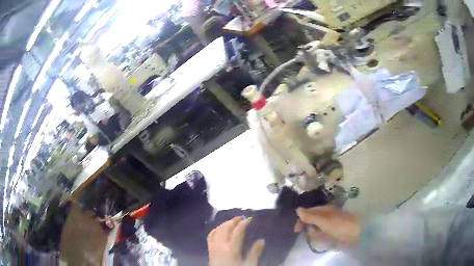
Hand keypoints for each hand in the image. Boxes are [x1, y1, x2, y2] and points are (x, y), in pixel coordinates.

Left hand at [208, 216, 264, 265]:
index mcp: (231, 248)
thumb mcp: (249, 264)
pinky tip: (219, 229)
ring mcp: (213, 247)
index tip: (250, 219)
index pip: (237, 231)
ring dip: (225, 224)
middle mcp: (220, 245)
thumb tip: (261, 240)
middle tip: (241, 218)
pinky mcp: (209, 250)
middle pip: (226, 228)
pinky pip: (210, 236)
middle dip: (233, 221)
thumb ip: (255, 252)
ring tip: (232, 222)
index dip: (244, 223)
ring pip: (217, 230)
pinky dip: (215, 230)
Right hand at [295, 206, 360, 244]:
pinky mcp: (332, 233)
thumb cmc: (339, 225)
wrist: (355, 233)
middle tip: (308, 234)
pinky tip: (323, 239)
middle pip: (312, 220)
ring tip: (319, 237)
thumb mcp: (323, 220)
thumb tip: (297, 209)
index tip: (297, 230)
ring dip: (314, 233)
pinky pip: (322, 234)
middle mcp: (326, 216)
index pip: (309, 212)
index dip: (301, 219)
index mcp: (324, 210)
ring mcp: (330, 224)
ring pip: (316, 228)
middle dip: (308, 227)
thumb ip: (310, 216)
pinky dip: (320, 237)